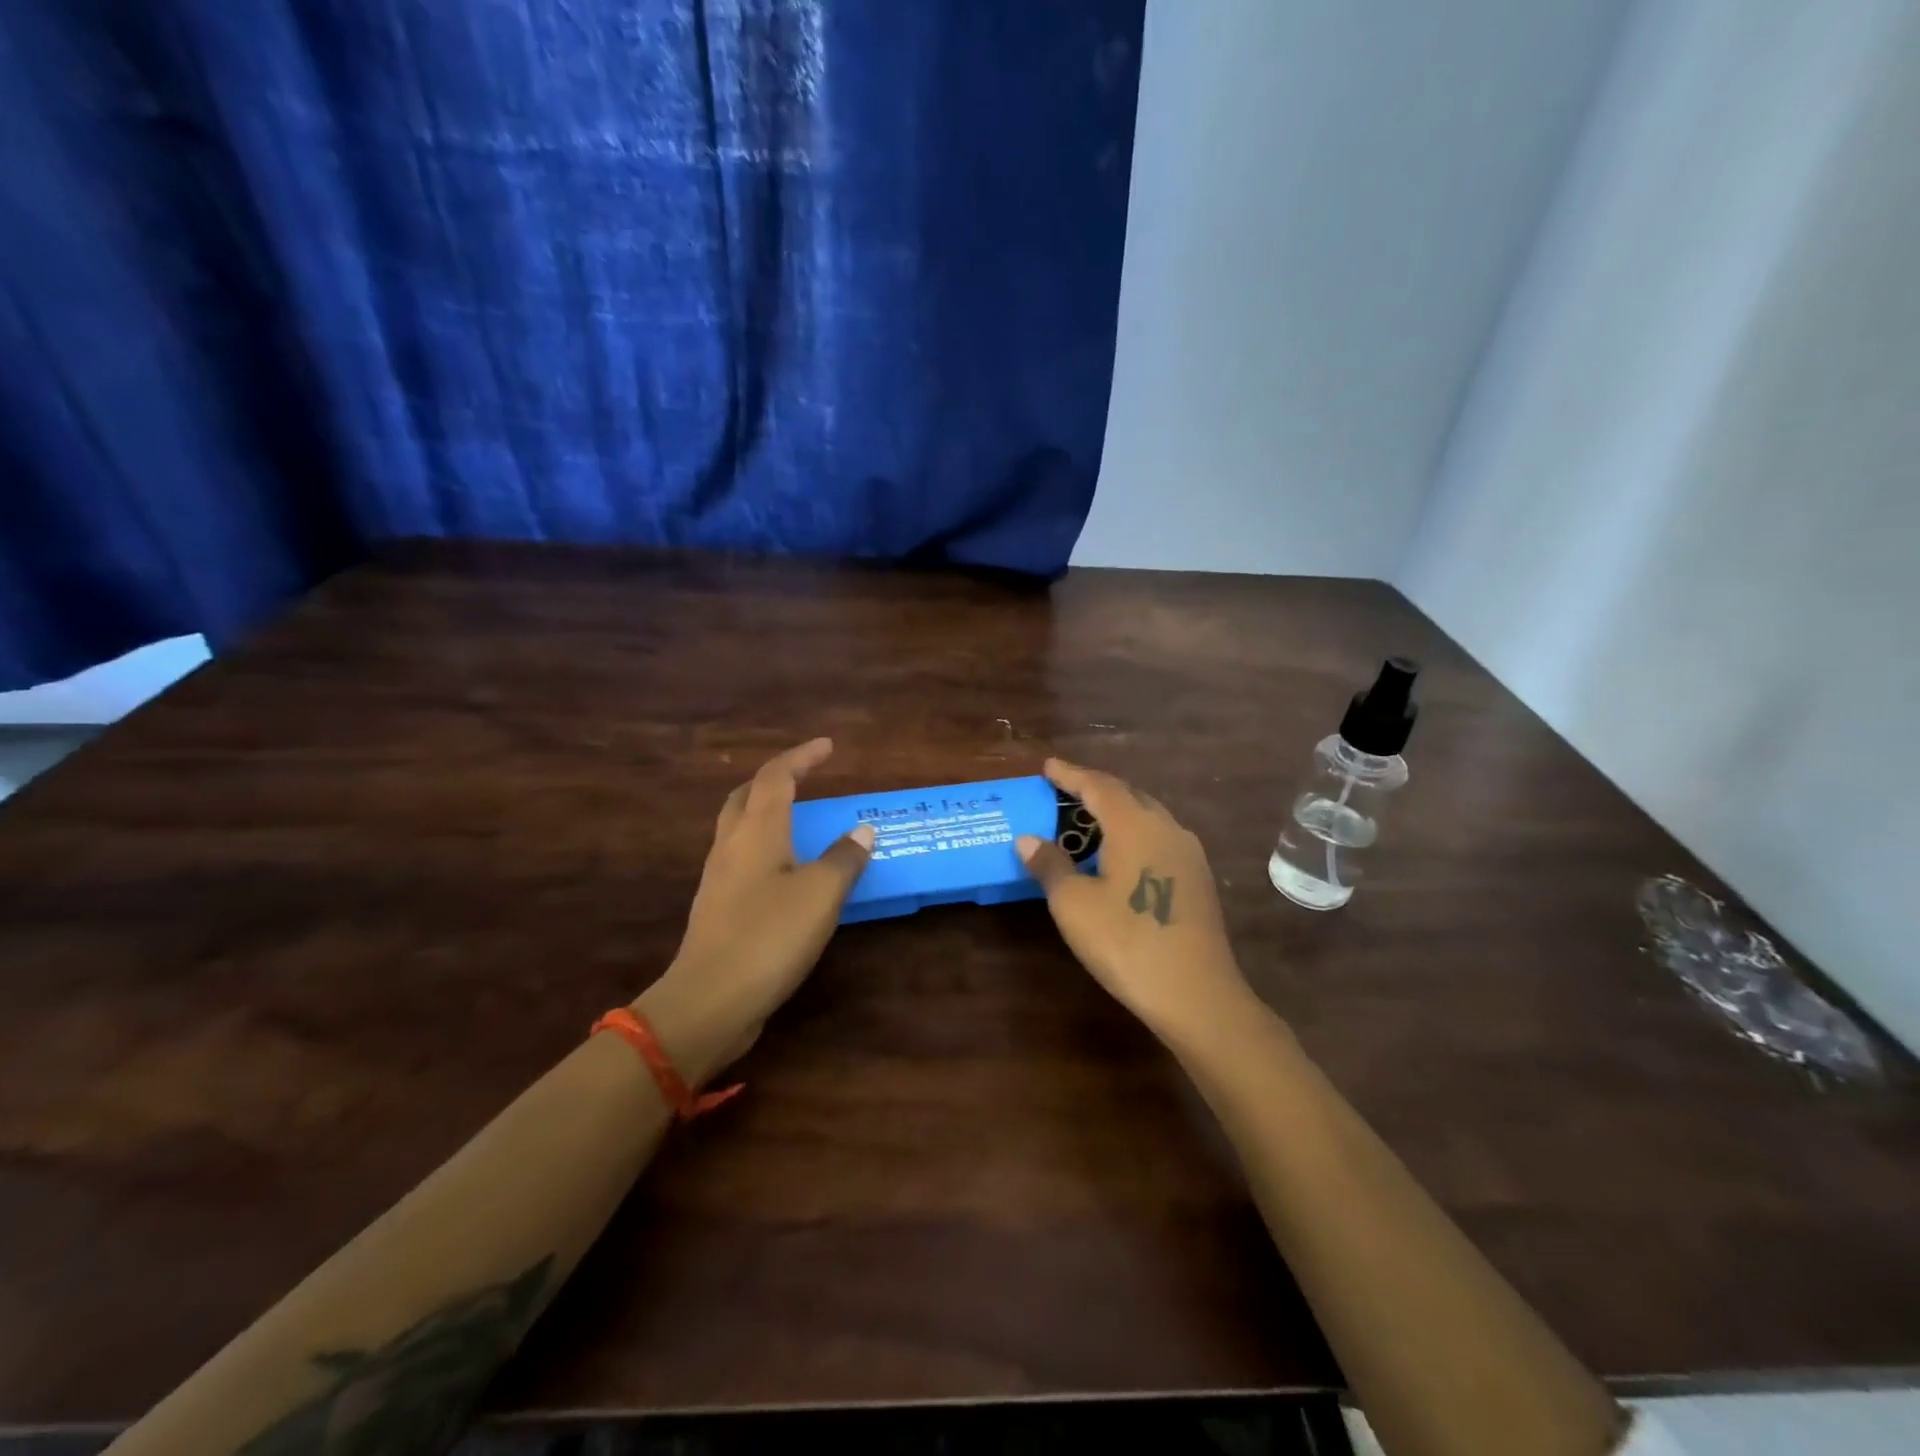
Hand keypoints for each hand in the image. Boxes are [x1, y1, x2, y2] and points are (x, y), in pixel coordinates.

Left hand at [639, 739, 872, 1081]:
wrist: (709, 1000)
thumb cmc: (769, 936)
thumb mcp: (821, 894)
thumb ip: (845, 858)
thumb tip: (862, 830)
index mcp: (757, 831)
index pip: (777, 776)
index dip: (802, 756)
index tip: (828, 746)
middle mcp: (732, 845)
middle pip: (747, 796)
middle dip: (776, 779)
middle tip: (805, 778)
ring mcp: (719, 877)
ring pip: (739, 827)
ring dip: (767, 812)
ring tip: (799, 820)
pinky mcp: (717, 907)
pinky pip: (741, 858)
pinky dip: (765, 847)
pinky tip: (784, 870)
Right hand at [1017, 758, 1251, 1038]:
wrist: (1196, 994)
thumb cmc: (1127, 943)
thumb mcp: (1074, 904)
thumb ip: (1050, 865)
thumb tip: (1027, 839)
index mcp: (1135, 824)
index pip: (1097, 786)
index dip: (1070, 774)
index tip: (1048, 766)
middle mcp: (1166, 827)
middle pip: (1127, 794)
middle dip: (1094, 788)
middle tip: (1065, 790)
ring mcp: (1188, 853)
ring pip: (1147, 815)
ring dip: (1116, 811)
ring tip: (1088, 819)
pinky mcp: (1198, 878)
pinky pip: (1159, 837)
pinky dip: (1133, 832)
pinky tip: (1121, 853)